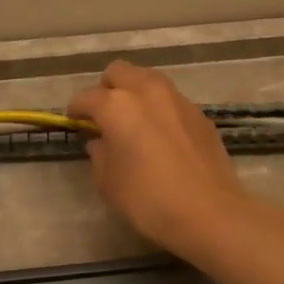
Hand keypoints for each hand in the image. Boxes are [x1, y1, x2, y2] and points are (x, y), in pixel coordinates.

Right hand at [66, 61, 256, 254]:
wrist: (209, 212)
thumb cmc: (148, 199)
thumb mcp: (109, 183)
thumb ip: (100, 155)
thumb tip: (101, 142)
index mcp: (117, 106)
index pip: (87, 97)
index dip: (76, 109)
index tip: (74, 121)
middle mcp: (147, 92)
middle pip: (120, 72)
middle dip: (107, 88)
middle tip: (104, 114)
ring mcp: (178, 100)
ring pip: (149, 80)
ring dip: (136, 93)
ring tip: (134, 120)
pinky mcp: (200, 114)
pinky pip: (172, 101)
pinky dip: (160, 109)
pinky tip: (162, 136)